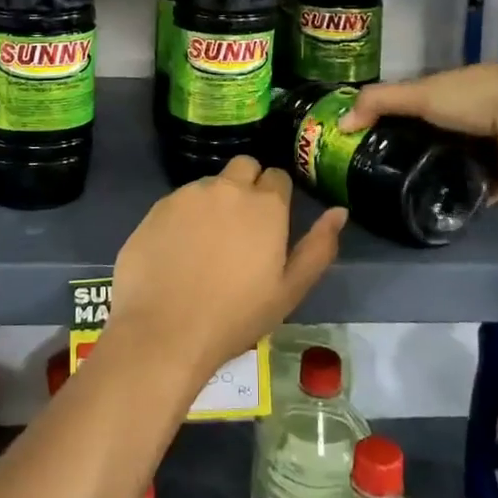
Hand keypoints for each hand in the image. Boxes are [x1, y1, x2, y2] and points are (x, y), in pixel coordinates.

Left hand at [107, 157, 347, 381]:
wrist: (165, 332)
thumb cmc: (235, 317)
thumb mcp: (290, 290)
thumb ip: (318, 247)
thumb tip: (340, 211)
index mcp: (265, 205)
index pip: (278, 176)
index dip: (277, 196)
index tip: (270, 222)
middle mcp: (227, 188)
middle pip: (244, 166)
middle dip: (248, 184)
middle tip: (242, 226)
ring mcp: (188, 195)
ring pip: (210, 183)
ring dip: (215, 201)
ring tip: (207, 244)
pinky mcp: (157, 207)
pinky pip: (179, 201)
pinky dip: (184, 216)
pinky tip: (178, 250)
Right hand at [341, 63, 497, 201]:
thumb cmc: (476, 98)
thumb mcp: (421, 94)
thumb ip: (379, 103)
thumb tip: (339, 124)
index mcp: (457, 90)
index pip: (421, 103)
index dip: (397, 117)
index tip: (371, 140)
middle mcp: (477, 115)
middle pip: (440, 136)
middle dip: (418, 151)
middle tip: (385, 175)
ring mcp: (495, 146)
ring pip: (460, 163)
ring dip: (442, 176)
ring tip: (407, 196)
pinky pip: (481, 189)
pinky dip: (466, 198)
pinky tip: (441, 209)